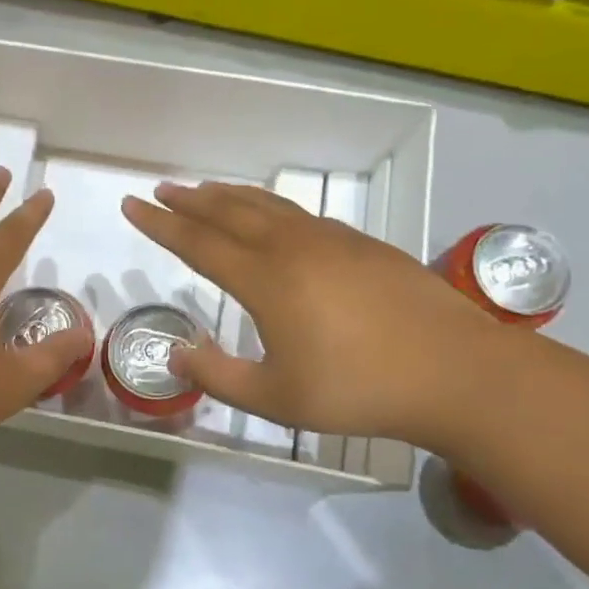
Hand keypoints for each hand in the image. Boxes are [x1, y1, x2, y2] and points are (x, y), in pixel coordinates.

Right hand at [122, 181, 502, 445]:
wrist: (456, 371)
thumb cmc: (359, 389)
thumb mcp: (276, 399)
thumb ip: (219, 377)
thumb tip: (176, 356)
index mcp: (265, 280)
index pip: (198, 242)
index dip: (160, 224)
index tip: (132, 205)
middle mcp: (292, 247)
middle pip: (229, 212)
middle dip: (190, 200)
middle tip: (162, 189)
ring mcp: (331, 240)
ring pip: (267, 206)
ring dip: (229, 196)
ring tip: (205, 190)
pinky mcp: (362, 244)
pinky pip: (300, 214)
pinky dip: (270, 208)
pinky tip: (272, 216)